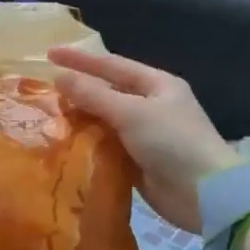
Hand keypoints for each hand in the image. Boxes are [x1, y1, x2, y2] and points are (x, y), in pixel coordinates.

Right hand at [49, 47, 240, 233]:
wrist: (205, 196)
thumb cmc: (172, 142)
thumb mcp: (131, 112)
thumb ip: (93, 95)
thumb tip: (59, 78)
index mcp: (157, 84)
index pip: (111, 65)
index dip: (80, 59)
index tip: (49, 54)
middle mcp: (151, 105)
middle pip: (108, 92)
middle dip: (78, 90)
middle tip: (43, 90)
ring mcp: (146, 134)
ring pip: (105, 120)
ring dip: (81, 119)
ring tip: (48, 116)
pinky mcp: (139, 161)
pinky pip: (108, 146)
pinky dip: (89, 144)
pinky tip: (65, 144)